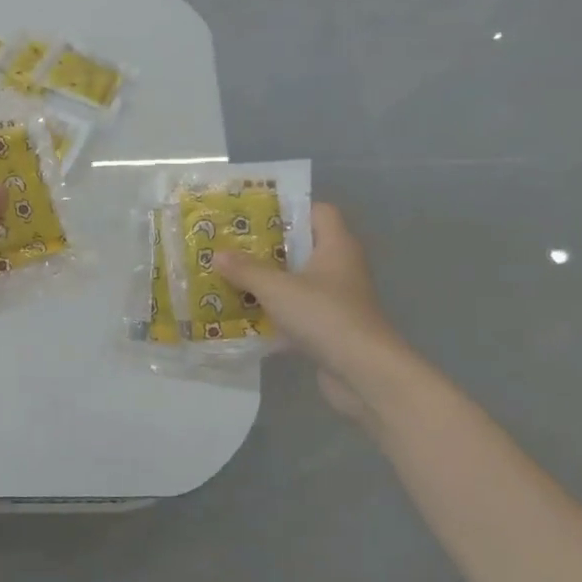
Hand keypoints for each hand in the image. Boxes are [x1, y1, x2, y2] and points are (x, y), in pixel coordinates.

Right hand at [215, 201, 409, 421]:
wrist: (364, 373)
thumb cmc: (324, 316)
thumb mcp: (277, 288)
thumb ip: (246, 270)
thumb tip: (217, 254)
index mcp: (337, 246)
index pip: (319, 212)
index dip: (289, 209)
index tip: (255, 215)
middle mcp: (340, 268)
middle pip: (303, 247)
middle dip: (267, 248)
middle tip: (231, 246)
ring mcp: (336, 300)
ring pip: (297, 282)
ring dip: (267, 282)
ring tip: (230, 278)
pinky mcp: (329, 328)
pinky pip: (296, 312)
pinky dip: (273, 313)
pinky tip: (244, 316)